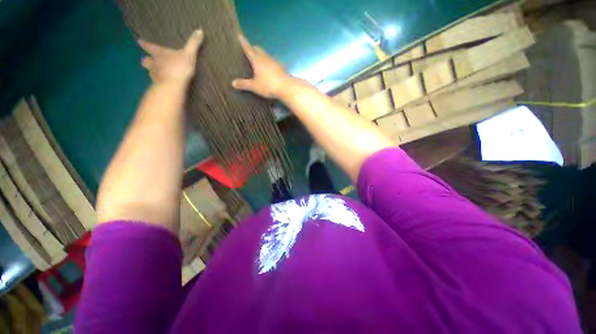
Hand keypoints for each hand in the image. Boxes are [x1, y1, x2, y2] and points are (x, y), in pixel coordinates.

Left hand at [138, 30, 203, 83]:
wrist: (173, 85)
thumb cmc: (179, 67)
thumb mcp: (189, 53)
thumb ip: (193, 43)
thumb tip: (200, 30)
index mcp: (159, 54)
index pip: (150, 46)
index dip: (145, 44)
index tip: (139, 41)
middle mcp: (154, 63)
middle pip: (147, 61)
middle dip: (146, 60)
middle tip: (146, 60)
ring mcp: (155, 75)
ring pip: (150, 72)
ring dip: (152, 72)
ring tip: (156, 74)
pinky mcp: (159, 86)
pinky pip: (157, 83)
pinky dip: (159, 83)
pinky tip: (164, 85)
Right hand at [232, 35, 292, 98]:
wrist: (287, 87)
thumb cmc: (269, 86)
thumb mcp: (255, 86)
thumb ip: (244, 84)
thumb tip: (233, 83)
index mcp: (257, 60)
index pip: (249, 49)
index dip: (244, 43)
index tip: (240, 36)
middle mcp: (266, 58)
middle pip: (258, 49)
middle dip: (253, 48)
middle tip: (249, 49)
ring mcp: (275, 62)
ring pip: (266, 55)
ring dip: (262, 55)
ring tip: (258, 59)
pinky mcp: (281, 68)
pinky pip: (272, 62)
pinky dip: (268, 62)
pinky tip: (269, 68)